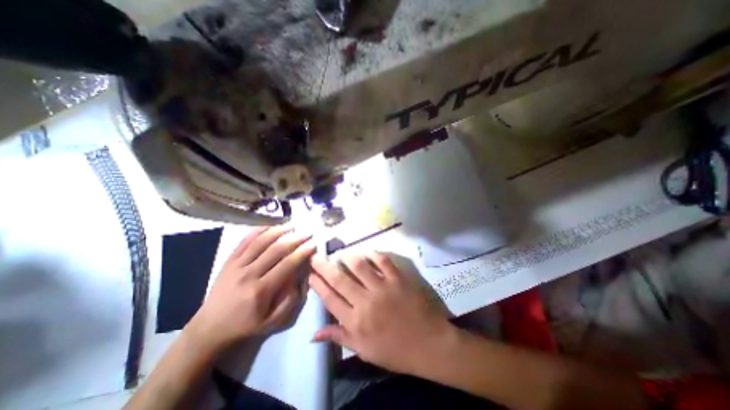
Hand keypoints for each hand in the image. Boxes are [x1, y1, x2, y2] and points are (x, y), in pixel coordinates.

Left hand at [185, 228, 313, 354]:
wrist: (210, 329)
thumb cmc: (246, 326)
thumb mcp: (272, 322)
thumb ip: (290, 301)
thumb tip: (300, 279)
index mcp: (261, 290)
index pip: (286, 265)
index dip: (302, 253)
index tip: (313, 244)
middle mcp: (249, 275)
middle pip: (275, 251)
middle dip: (295, 239)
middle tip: (307, 233)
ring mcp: (237, 266)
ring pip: (260, 243)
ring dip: (278, 232)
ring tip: (292, 226)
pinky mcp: (229, 262)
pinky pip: (244, 242)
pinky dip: (257, 232)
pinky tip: (269, 226)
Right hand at [310, 253, 453, 374]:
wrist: (429, 344)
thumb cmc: (395, 351)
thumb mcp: (364, 351)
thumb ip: (340, 338)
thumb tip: (314, 334)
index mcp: (356, 322)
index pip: (330, 300)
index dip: (318, 286)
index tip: (310, 275)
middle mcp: (366, 302)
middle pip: (340, 280)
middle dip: (324, 267)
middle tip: (316, 256)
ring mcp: (383, 288)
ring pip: (359, 267)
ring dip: (347, 258)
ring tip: (340, 253)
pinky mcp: (398, 279)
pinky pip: (383, 262)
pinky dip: (373, 255)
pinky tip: (367, 252)